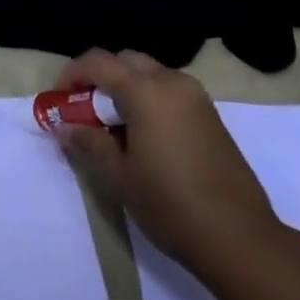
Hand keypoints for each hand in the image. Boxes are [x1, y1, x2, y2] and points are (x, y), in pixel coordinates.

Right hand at [52, 48, 278, 266]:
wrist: (240, 238)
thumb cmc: (171, 205)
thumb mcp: (120, 176)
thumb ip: (90, 142)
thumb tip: (64, 127)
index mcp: (146, 91)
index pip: (98, 62)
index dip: (72, 74)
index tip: (59, 99)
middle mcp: (172, 82)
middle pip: (126, 61)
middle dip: (100, 78)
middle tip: (85, 111)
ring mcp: (196, 97)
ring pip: (150, 74)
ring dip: (125, 88)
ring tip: (113, 127)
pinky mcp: (210, 115)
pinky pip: (170, 91)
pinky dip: (149, 100)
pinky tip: (143, 136)